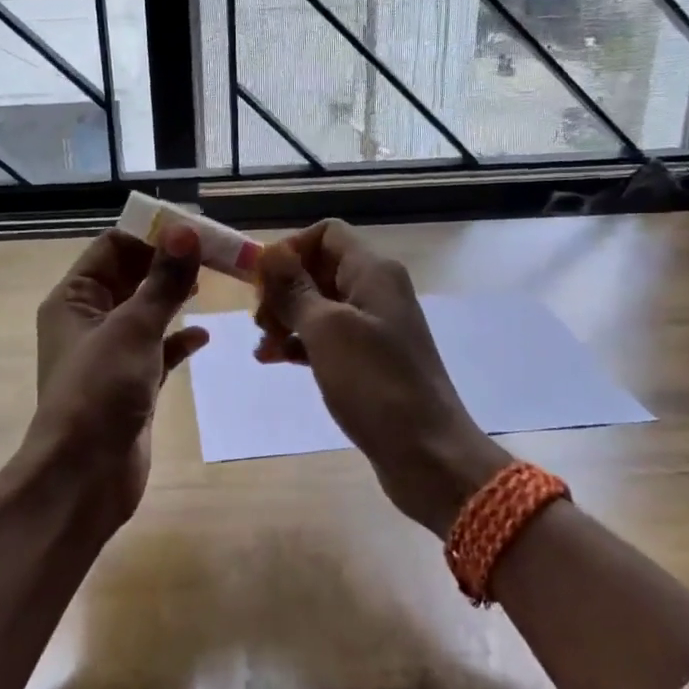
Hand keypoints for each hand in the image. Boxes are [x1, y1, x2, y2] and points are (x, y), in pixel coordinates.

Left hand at [22, 225, 208, 525]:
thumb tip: (186, 230)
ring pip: (147, 312)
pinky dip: (178, 340)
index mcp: (74, 298)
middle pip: (132, 277)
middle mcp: (88, 320)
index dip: (152, 234)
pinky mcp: (131, 383)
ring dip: (175, 298)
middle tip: (215, 253)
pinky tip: (203, 336)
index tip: (195, 228)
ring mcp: (110, 354)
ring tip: (213, 283)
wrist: (84, 477)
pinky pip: (157, 349)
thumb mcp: (133, 328)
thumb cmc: (100, 392)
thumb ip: (163, 281)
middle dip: (169, 264)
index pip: (113, 247)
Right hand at [255, 219, 507, 536]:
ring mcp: (374, 327)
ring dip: (286, 318)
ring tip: (264, 346)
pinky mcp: (369, 361)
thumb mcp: (326, 331)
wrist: (427, 454)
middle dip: (283, 289)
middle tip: (260, 321)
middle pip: (319, 269)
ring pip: (319, 305)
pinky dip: (301, 343)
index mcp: (373, 272)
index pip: (326, 234)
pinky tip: (275, 360)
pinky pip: (327, 338)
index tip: (262, 284)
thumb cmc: (375, 384)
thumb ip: (295, 289)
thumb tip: (270, 252)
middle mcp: (376, 291)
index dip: (290, 250)